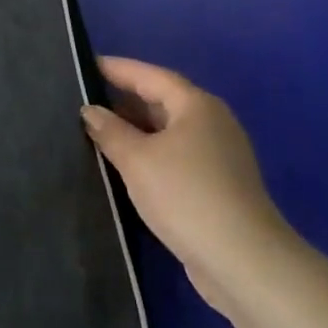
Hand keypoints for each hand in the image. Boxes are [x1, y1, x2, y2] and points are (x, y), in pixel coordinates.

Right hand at [82, 57, 293, 312]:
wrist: (243, 262)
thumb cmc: (185, 195)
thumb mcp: (137, 159)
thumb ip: (110, 131)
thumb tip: (90, 111)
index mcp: (196, 106)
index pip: (150, 75)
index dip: (117, 68)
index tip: (85, 65)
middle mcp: (211, 123)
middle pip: (161, 101)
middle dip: (123, 99)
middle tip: (84, 100)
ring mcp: (217, 156)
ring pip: (167, 132)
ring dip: (134, 130)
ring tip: (95, 131)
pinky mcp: (216, 186)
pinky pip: (174, 156)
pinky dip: (148, 154)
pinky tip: (123, 166)